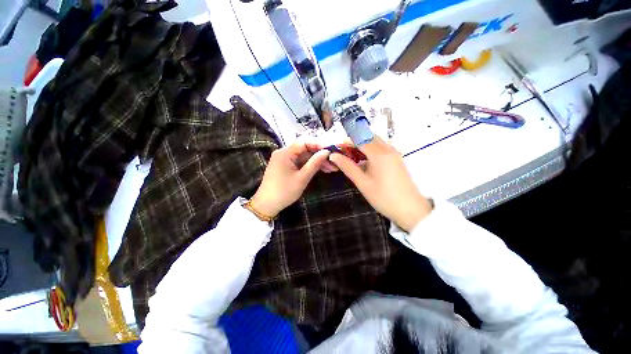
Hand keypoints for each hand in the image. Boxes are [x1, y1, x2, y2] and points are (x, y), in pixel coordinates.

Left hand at [250, 140, 336, 216]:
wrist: (267, 205)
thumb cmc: (284, 191)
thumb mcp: (302, 178)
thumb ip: (314, 163)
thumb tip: (327, 152)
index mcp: (285, 153)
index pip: (304, 142)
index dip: (319, 144)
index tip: (332, 149)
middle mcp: (284, 152)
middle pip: (305, 149)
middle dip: (320, 155)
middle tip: (334, 161)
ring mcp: (285, 159)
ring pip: (304, 156)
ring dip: (317, 161)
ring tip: (331, 168)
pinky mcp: (286, 166)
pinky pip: (300, 162)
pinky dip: (310, 165)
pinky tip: (322, 169)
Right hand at [329, 136, 431, 231]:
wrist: (411, 210)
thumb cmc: (384, 198)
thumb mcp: (362, 183)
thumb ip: (347, 167)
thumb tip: (333, 155)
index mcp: (379, 154)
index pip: (359, 139)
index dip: (346, 142)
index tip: (336, 149)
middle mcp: (388, 149)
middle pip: (368, 137)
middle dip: (354, 142)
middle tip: (343, 154)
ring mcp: (395, 153)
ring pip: (375, 142)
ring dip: (362, 146)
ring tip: (352, 159)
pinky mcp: (397, 159)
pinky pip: (381, 149)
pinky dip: (370, 151)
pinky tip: (365, 162)